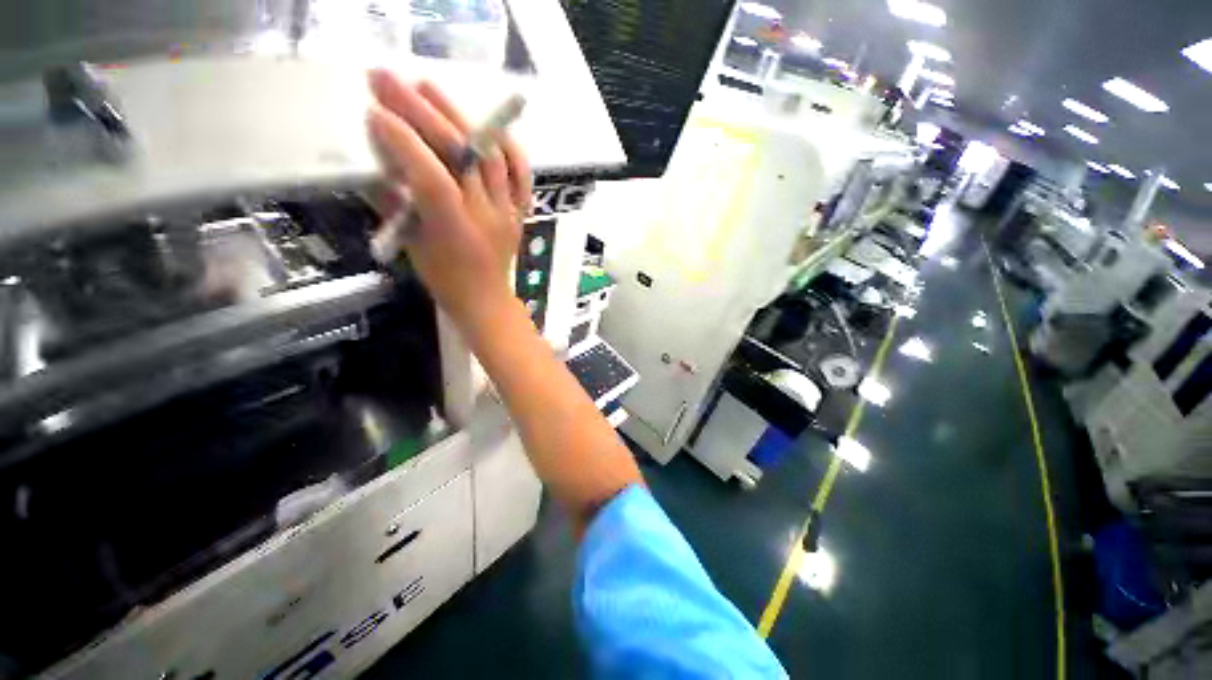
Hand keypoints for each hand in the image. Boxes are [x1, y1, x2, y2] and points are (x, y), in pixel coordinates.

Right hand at [366, 70, 531, 327]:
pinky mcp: (520, 211)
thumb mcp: (411, 244)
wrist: (487, 299)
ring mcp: (508, 212)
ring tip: (427, 87)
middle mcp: (487, 216)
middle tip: (386, 79)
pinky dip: (508, 147)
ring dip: (458, 116)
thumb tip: (379, 156)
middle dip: (420, 112)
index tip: (374, 114)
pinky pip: (521, 175)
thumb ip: (394, 201)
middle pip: (460, 156)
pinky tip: (486, 125)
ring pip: (490, 156)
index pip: (432, 178)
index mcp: (456, 232)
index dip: (404, 143)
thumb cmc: (445, 280)